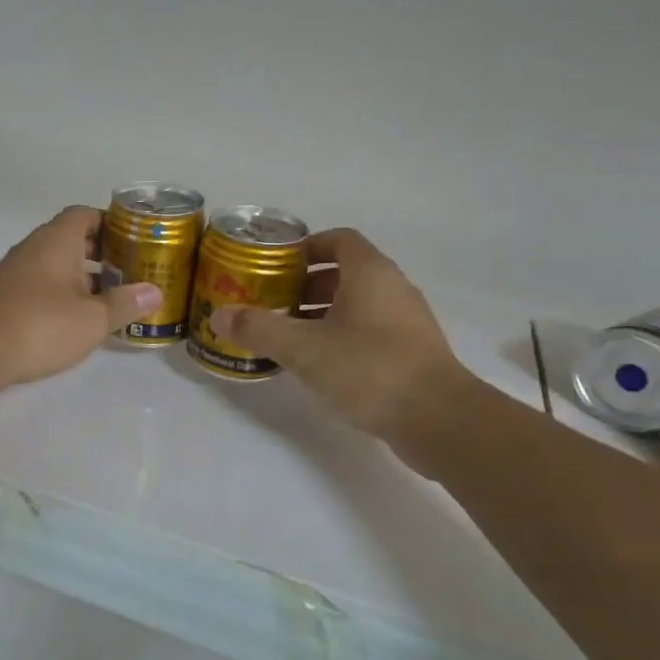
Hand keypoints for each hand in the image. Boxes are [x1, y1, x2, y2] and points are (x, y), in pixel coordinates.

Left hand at [0, 207, 161, 387]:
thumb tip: (154, 292)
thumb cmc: (43, 324)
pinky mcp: (4, 296)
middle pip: (71, 239)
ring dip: (80, 276)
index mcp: (58, 239)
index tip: (132, 239)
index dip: (110, 222)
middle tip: (128, 271)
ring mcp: (15, 271)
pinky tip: (75, 318)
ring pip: (54, 264)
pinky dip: (60, 294)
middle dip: (99, 253)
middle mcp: (34, 247)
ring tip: (108, 298)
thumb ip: (125, 304)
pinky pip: (39, 284)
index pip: (85, 214)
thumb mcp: (93, 319)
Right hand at [209, 229, 480, 453]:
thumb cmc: (369, 369)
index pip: (339, 239)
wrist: (440, 420)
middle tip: (272, 304)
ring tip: (288, 337)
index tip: (276, 266)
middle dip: (306, 285)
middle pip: (345, 273)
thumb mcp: (304, 349)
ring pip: (357, 305)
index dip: (306, 246)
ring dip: (322, 314)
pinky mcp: (413, 353)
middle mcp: (393, 289)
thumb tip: (219, 315)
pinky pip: (370, 332)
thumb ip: (260, 329)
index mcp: (370, 273)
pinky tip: (319, 365)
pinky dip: (342, 338)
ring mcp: (407, 322)